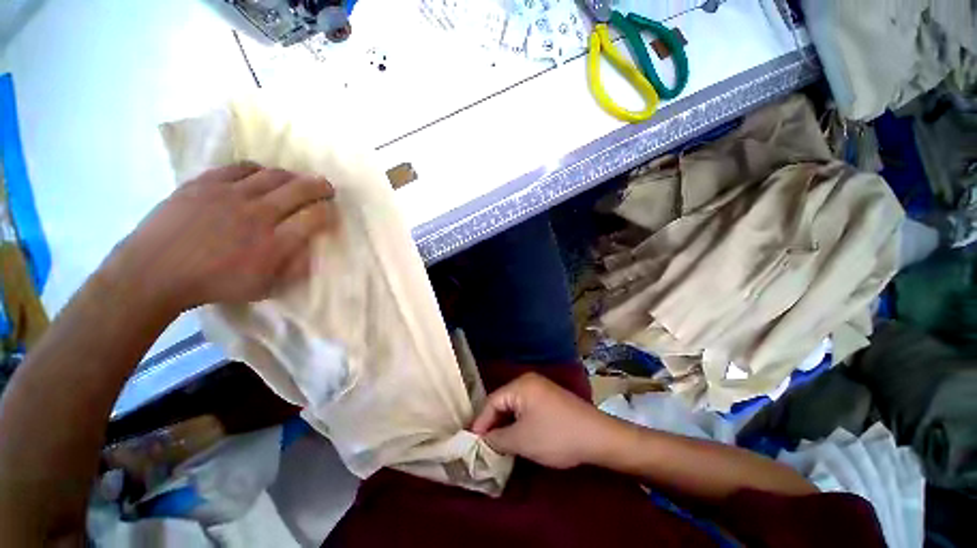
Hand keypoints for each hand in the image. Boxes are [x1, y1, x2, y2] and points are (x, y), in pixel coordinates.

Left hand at [105, 162, 335, 313]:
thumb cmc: (214, 285)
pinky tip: (261, 176)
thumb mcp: (263, 288)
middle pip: (300, 190)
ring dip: (293, 176)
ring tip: (296, 181)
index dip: (328, 212)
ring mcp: (230, 195)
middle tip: (326, 187)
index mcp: (274, 244)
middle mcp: (258, 215)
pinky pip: (241, 167)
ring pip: (274, 175)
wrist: (154, 272)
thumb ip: (294, 269)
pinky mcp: (205, 183)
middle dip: (320, 186)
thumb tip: (313, 252)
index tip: (330, 211)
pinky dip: (258, 170)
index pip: (315, 218)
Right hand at [471, 372, 619, 468]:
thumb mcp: (522, 440)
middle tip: (484, 445)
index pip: (492, 402)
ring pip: (515, 406)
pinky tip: (517, 437)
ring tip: (498, 445)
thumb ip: (497, 439)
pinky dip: (519, 423)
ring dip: (506, 425)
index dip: (481, 423)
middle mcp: (529, 381)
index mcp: (520, 385)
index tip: (472, 443)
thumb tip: (482, 441)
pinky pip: (526, 408)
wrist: (598, 436)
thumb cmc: (556, 436)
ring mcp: (541, 389)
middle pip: (502, 402)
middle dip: (493, 424)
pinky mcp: (549, 398)